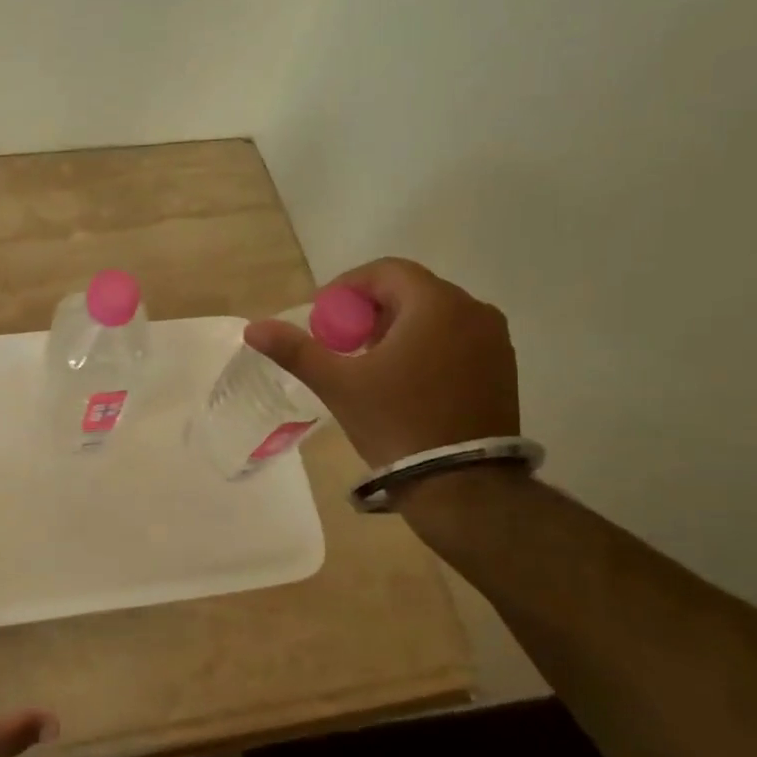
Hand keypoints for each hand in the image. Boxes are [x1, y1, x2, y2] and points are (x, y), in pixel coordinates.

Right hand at [242, 257, 520, 471]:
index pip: (385, 271)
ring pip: (434, 315)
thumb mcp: (339, 384)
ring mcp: (494, 340)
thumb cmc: (396, 423)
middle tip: (342, 342)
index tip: (323, 318)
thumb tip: (253, 328)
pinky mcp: (502, 367)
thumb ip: (296, 350)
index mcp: (435, 304)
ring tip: (370, 362)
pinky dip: (426, 345)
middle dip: (370, 310)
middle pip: (410, 291)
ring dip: (397, 327)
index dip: (347, 288)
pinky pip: (456, 338)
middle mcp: (473, 310)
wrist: (462, 485)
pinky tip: (405, 379)